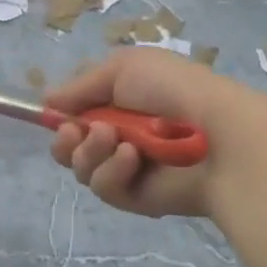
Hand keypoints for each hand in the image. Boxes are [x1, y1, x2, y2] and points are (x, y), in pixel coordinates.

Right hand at [47, 50, 256, 217]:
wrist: (219, 133)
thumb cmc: (173, 91)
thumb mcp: (123, 68)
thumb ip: (80, 86)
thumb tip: (47, 101)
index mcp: (120, 104)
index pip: (76, 116)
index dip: (61, 117)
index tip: (55, 115)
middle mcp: (120, 136)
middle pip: (70, 148)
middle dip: (66, 140)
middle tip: (75, 133)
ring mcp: (128, 169)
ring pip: (82, 169)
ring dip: (90, 152)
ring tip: (114, 140)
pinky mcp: (136, 198)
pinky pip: (105, 188)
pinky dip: (112, 172)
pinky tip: (132, 160)